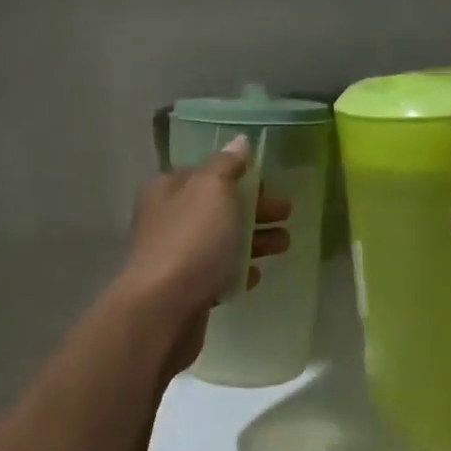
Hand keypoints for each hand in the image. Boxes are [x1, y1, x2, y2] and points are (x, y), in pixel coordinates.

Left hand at [124, 138, 291, 371]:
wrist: (164, 308)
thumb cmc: (191, 240)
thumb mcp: (212, 190)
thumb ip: (226, 165)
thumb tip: (238, 142)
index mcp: (167, 189)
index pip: (206, 173)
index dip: (239, 176)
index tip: (270, 185)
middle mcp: (166, 219)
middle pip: (216, 207)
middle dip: (254, 209)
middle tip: (286, 214)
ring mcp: (174, 256)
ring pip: (220, 241)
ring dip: (253, 240)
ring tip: (284, 245)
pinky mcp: (184, 290)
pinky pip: (216, 274)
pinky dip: (237, 271)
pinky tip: (256, 274)